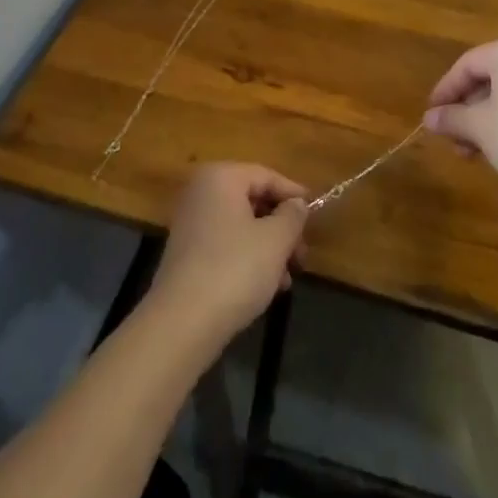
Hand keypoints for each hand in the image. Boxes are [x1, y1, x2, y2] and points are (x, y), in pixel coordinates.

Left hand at [147, 164, 308, 354]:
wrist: (182, 321)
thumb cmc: (235, 268)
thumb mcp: (276, 240)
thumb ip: (292, 216)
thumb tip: (297, 204)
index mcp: (220, 177)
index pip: (266, 176)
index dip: (294, 194)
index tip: (315, 214)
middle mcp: (201, 192)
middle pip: (253, 201)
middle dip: (282, 227)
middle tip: (302, 254)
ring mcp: (190, 223)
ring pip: (241, 226)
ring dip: (269, 248)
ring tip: (288, 277)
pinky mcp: (187, 253)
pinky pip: (226, 245)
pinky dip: (248, 259)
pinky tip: (267, 287)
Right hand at [423, 34, 497, 190]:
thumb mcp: (479, 128)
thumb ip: (451, 118)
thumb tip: (429, 118)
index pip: (465, 65)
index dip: (444, 91)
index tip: (431, 116)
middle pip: (488, 78)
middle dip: (466, 110)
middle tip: (452, 138)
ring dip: (485, 119)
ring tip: (472, 150)